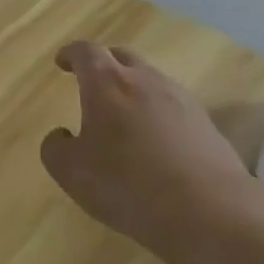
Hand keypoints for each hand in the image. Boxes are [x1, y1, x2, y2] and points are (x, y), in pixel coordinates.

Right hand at [40, 42, 261, 262]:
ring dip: (133, 88)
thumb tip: (61, 135)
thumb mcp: (72, 172)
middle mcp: (145, 80)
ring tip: (123, 114)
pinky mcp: (205, 122)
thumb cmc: (127, 185)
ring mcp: (180, 98)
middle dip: (104, 64)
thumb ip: (56, 148)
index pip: (86, 53)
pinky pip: (173, 105)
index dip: (71, 54)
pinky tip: (154, 140)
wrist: (208, 210)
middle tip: (91, 81)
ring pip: (150, 80)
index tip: (62, 61)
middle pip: (122, 57)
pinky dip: (156, 112)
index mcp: (107, 84)